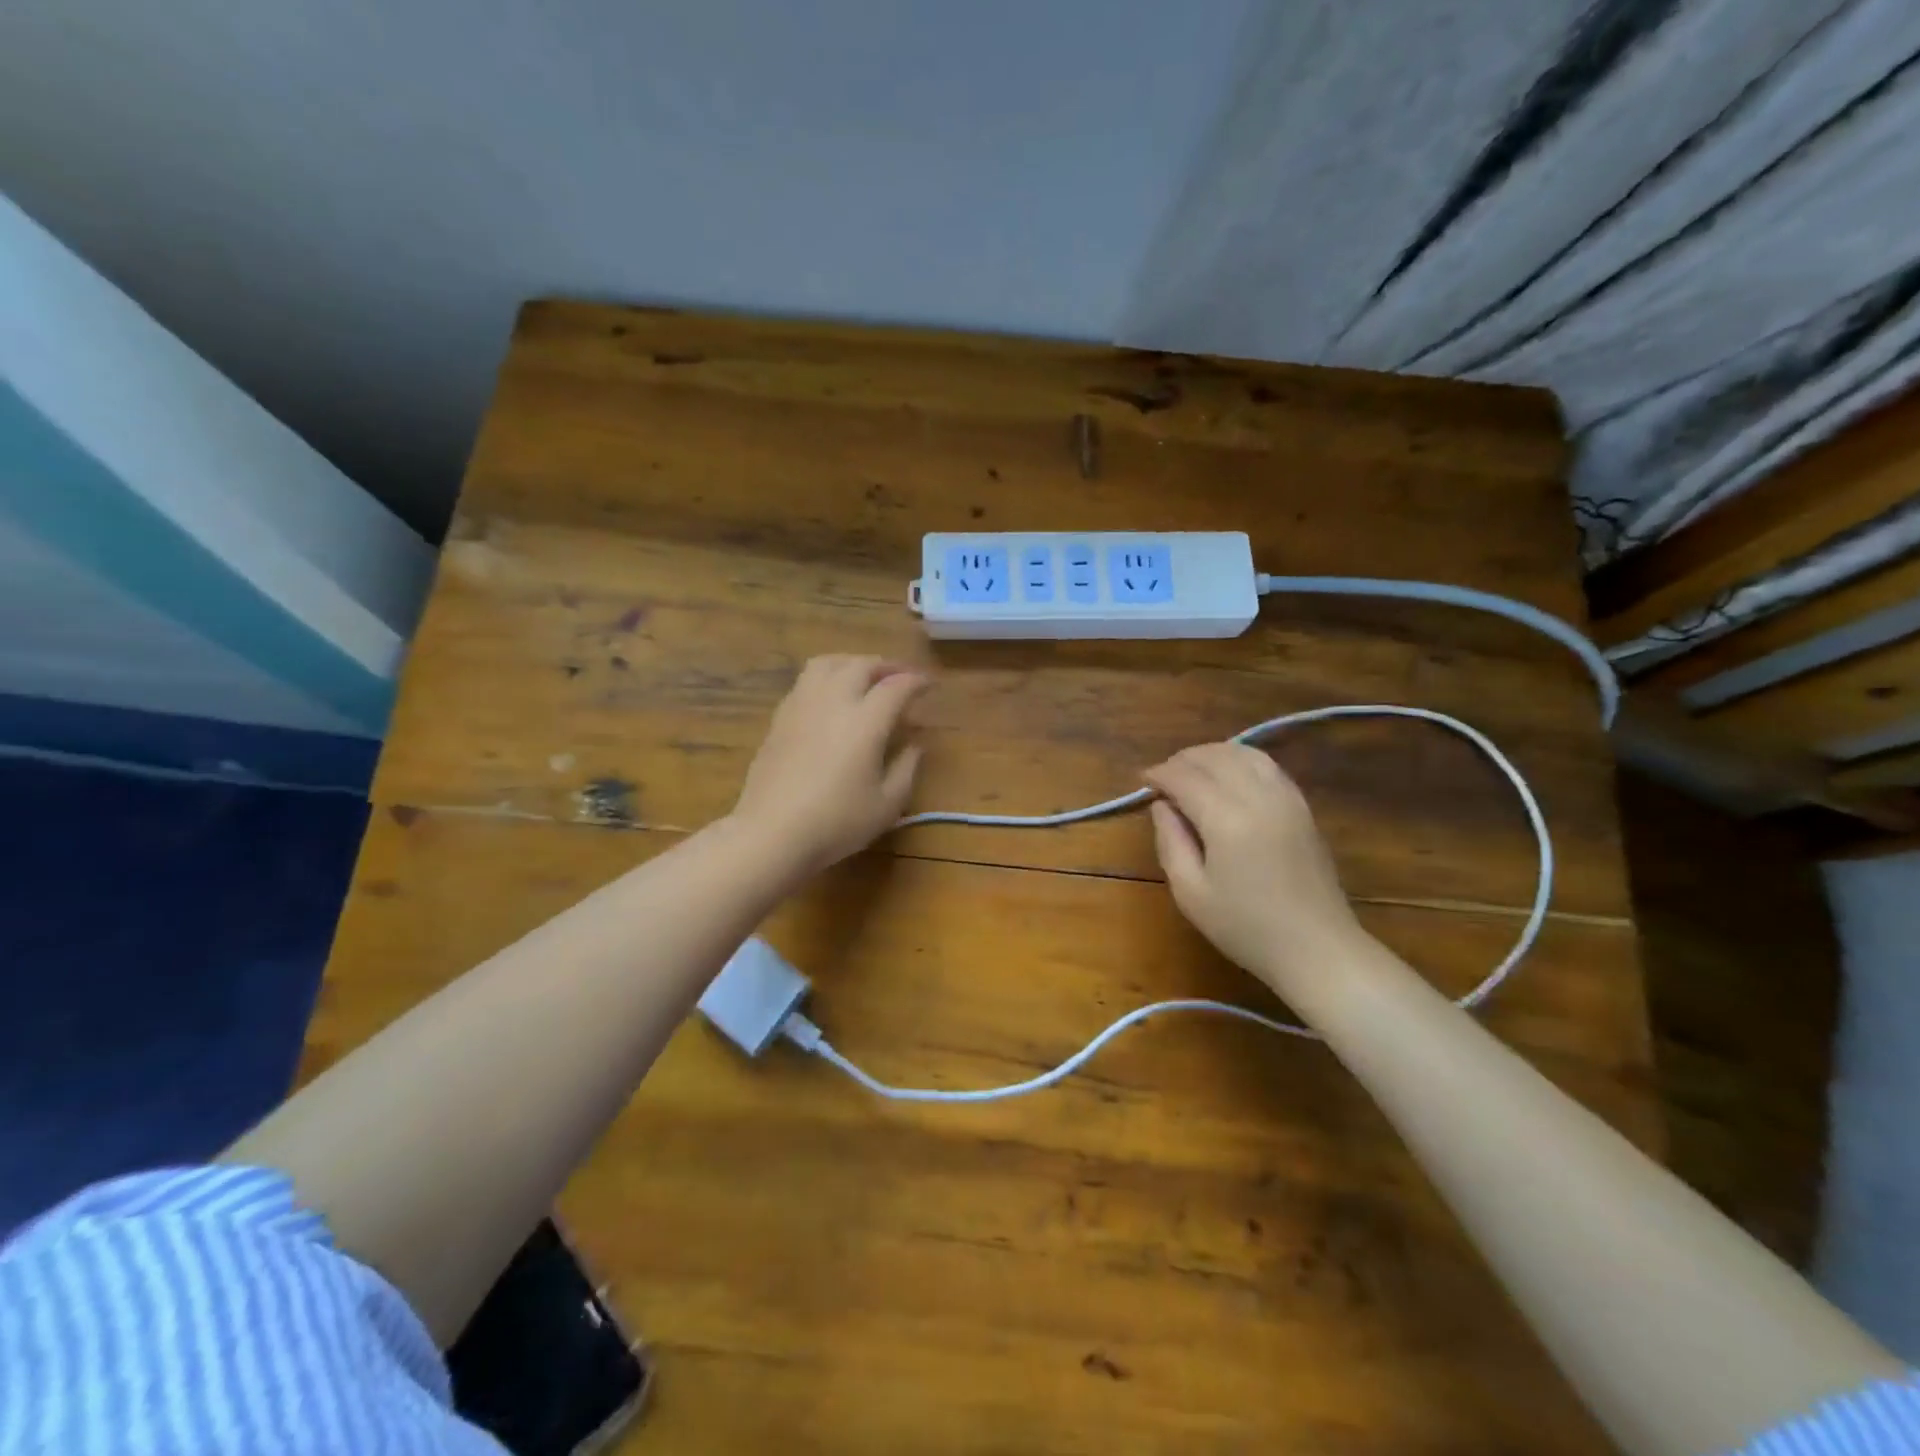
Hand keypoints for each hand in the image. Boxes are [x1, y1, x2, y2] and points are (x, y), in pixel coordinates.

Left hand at [730, 655, 929, 876]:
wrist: (771, 833)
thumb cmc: (836, 823)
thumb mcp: (887, 805)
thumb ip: (906, 769)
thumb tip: (915, 745)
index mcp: (865, 721)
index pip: (896, 687)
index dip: (916, 682)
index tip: (929, 685)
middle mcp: (833, 702)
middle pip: (861, 665)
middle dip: (886, 666)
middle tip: (901, 678)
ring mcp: (801, 706)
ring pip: (828, 664)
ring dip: (852, 663)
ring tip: (864, 677)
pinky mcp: (779, 718)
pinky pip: (806, 682)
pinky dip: (826, 678)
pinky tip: (831, 699)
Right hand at [1143, 744, 1363, 990]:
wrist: (1317, 949)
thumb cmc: (1246, 928)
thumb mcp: (1190, 893)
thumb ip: (1170, 841)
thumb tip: (1162, 805)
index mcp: (1226, 819)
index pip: (1185, 777)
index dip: (1159, 774)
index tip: (1143, 780)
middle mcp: (1258, 797)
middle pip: (1214, 757)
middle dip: (1182, 760)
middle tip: (1163, 778)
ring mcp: (1286, 798)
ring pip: (1243, 753)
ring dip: (1212, 754)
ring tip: (1192, 771)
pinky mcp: (1302, 806)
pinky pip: (1267, 766)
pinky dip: (1240, 760)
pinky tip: (1228, 776)